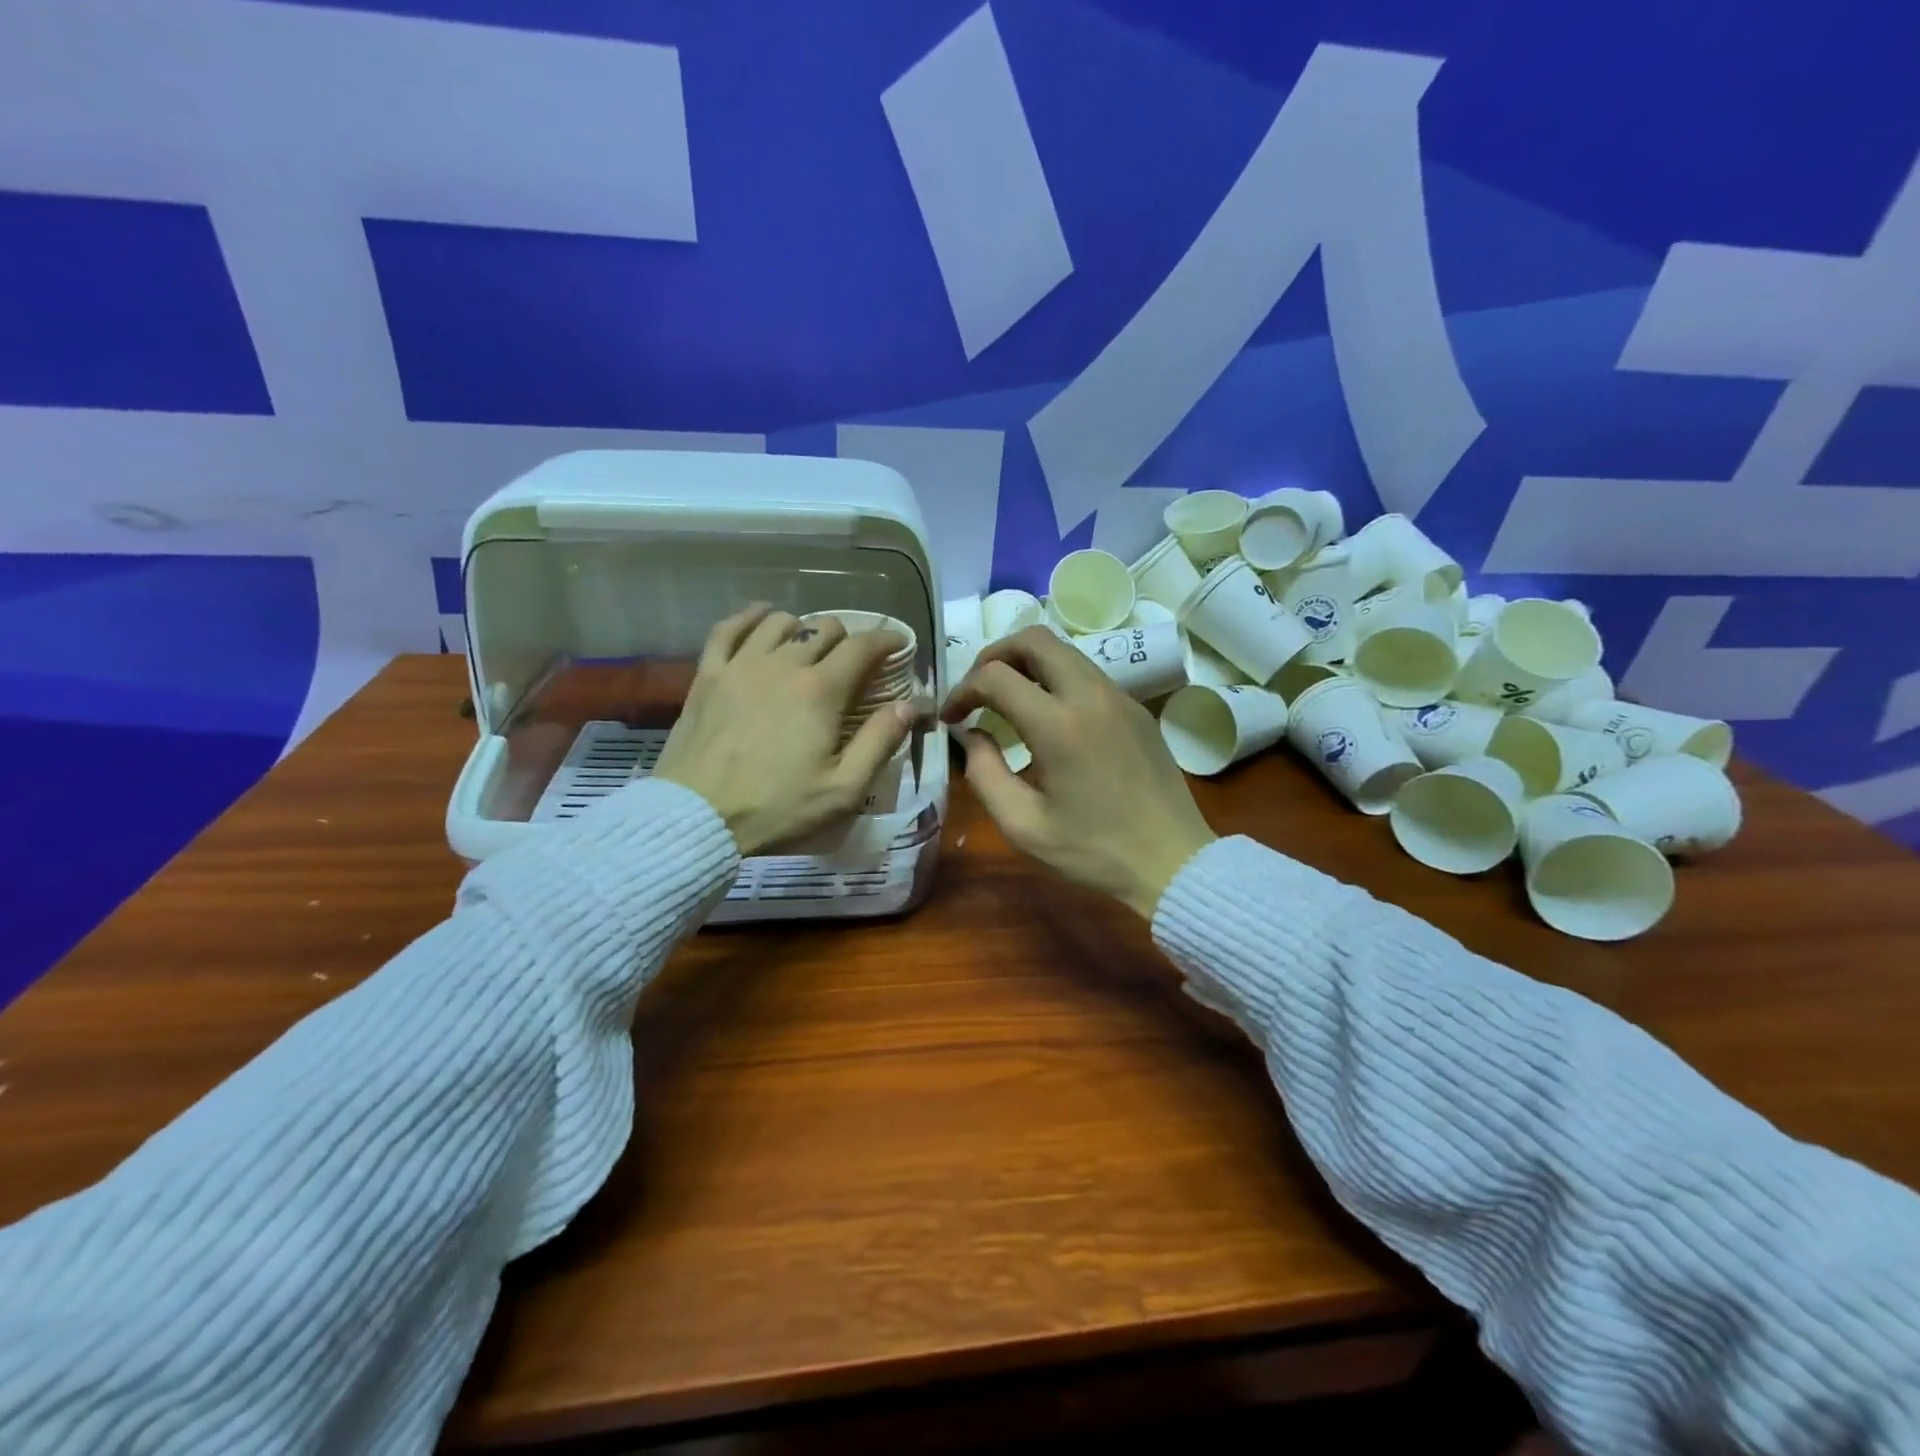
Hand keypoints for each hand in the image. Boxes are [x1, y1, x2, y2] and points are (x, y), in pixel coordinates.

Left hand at [654, 604, 913, 855]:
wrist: (697, 818)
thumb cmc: (777, 808)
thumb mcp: (843, 789)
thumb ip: (879, 742)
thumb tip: (908, 705)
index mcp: (821, 691)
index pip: (862, 646)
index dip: (887, 640)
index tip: (899, 645)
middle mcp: (783, 665)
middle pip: (824, 628)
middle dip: (847, 639)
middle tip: (853, 663)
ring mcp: (741, 665)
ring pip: (780, 621)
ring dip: (803, 629)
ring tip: (808, 648)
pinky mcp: (707, 674)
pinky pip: (729, 627)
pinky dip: (750, 617)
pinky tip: (761, 620)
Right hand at [943, 627, 1215, 918]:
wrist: (1172, 862)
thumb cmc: (1093, 851)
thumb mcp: (1023, 825)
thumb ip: (984, 774)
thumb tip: (972, 735)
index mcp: (1059, 726)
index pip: (996, 677)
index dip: (963, 690)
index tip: (951, 717)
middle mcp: (1091, 696)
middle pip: (1034, 639)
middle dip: (994, 655)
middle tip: (977, 690)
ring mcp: (1119, 697)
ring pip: (1063, 650)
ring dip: (1026, 663)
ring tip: (1006, 699)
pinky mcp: (1136, 708)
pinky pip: (1087, 673)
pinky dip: (1055, 678)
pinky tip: (1047, 716)